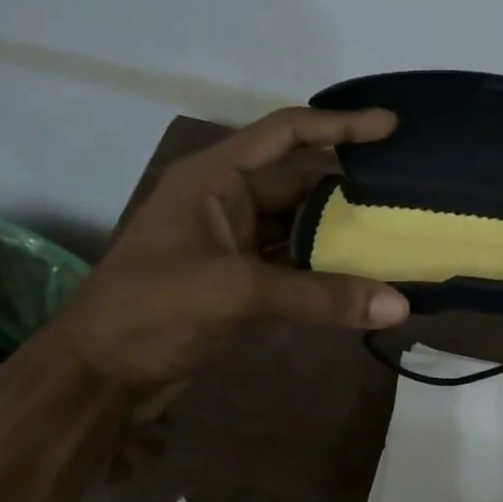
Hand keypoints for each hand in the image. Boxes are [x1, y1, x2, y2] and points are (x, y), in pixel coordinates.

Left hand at [43, 107, 410, 397]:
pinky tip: (360, 280)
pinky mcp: (235, 281)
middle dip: (347, 191)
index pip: (285, 133)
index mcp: (213, 177)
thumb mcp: (234, 291)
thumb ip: (318, 296)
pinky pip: (289, 265)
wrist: (97, 376)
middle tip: (405, 196)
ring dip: (338, 236)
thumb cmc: (151, 310)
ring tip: (395, 238)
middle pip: (298, 183)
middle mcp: (223, 200)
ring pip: (296, 228)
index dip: (338, 125)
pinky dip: (322, 272)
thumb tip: (398, 305)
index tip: (390, 127)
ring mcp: (229, 243)